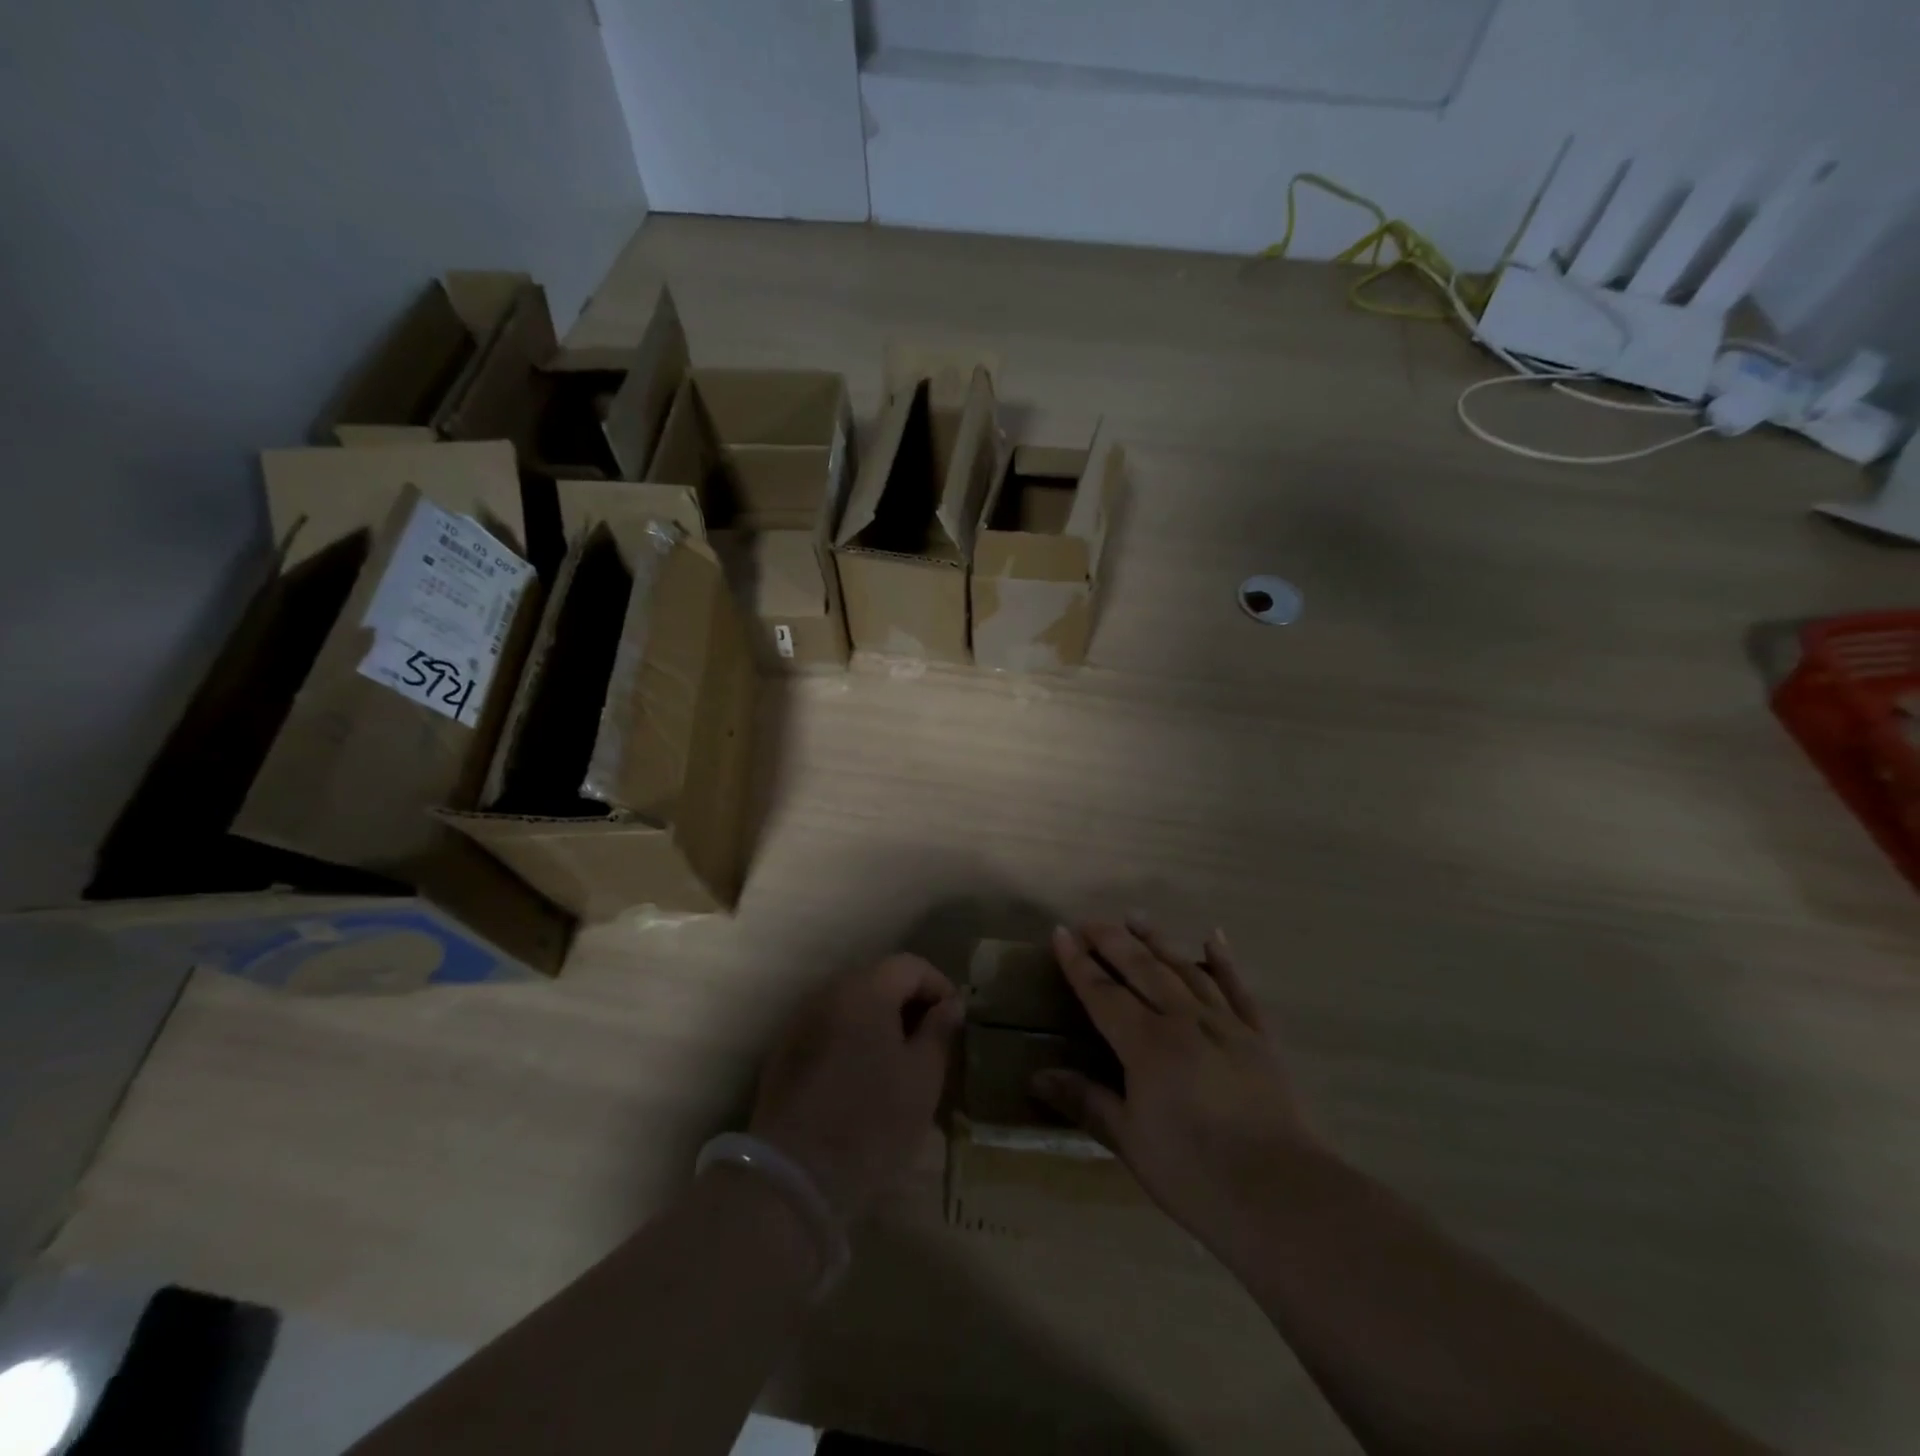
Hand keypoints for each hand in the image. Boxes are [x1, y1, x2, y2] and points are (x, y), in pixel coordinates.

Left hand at [749, 953, 962, 1219]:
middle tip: (932, 1045)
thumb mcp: (922, 1078)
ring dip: (880, 1025)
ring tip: (901, 1065)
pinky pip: (829, 1032)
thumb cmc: (871, 1121)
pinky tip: (863, 1081)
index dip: (939, 987)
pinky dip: (852, 1043)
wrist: (792, 1176)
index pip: (910, 965)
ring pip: (852, 1008)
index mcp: (865, 989)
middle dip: (909, 1005)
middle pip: (878, 981)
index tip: (955, 1022)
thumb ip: (939, 1031)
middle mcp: (828, 993)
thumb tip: (950, 1003)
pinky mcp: (783, 1055)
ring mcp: (800, 1023)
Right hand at [1033, 921, 1318, 1249]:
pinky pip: (1238, 989)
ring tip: (1136, 917)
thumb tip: (1038, 1076)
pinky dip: (1224, 962)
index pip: (1103, 992)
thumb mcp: (1130, 1141)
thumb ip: (1086, 1101)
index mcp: (1146, 1044)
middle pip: (1142, 968)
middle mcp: (1183, 1020)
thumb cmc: (1194, 1173)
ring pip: (1185, 969)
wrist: (1281, 1194)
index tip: (1061, 932)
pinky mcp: (1259, 1037)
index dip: (1078, 962)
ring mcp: (1225, 1024)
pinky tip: (1213, 938)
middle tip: (1090, 921)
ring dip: (1158, 941)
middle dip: (1112, 941)